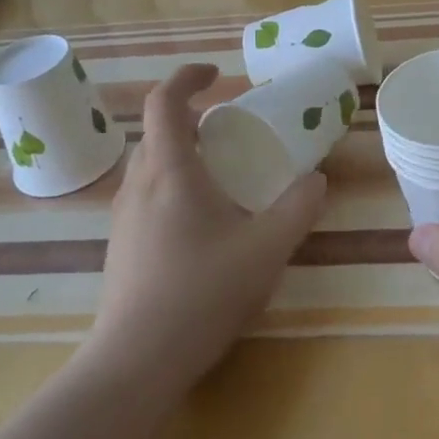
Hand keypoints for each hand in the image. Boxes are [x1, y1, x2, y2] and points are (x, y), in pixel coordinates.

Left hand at [89, 64, 325, 393]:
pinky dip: (173, 186)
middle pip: (158, 132)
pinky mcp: (121, 247)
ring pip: (151, 166)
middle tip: (231, 130)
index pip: (165, 102)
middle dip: (192, 119)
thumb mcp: (266, 249)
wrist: (135, 364)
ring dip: (182, 154)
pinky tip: (203, 224)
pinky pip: (147, 196)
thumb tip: (316, 180)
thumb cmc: (201, 293)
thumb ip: (297, 209)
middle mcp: (138, 185)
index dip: (188, 77)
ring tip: (222, 175)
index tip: (218, 75)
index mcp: (169, 171)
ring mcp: (123, 218)